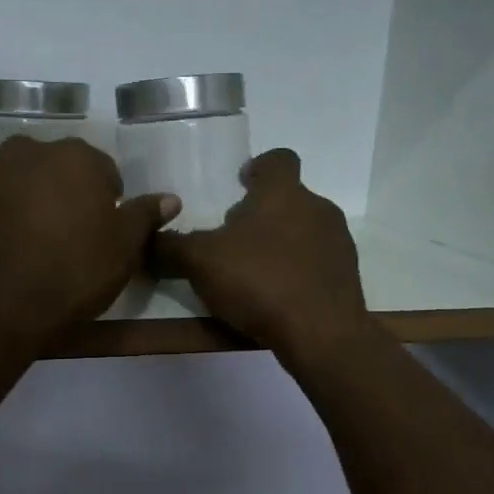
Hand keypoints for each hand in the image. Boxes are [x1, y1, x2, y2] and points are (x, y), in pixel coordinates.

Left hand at [0, 136, 177, 341]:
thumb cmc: (69, 274)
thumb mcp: (122, 250)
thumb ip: (144, 217)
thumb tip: (170, 199)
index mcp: (75, 157)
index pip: (104, 171)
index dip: (108, 203)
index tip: (103, 234)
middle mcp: (28, 151)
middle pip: (58, 170)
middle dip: (67, 196)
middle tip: (70, 239)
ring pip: (21, 182)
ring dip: (31, 203)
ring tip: (35, 246)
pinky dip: (1, 218)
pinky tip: (6, 251)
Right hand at [152, 149, 370, 357]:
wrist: (321, 334)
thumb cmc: (260, 281)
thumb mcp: (200, 262)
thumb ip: (171, 247)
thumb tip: (147, 240)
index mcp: (283, 193)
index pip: (278, 159)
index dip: (259, 167)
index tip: (241, 183)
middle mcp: (317, 209)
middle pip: (287, 199)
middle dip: (261, 214)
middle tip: (232, 240)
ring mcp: (338, 243)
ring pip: (303, 231)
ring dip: (279, 244)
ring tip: (252, 272)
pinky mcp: (347, 277)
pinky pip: (315, 263)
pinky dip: (296, 271)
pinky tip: (276, 297)